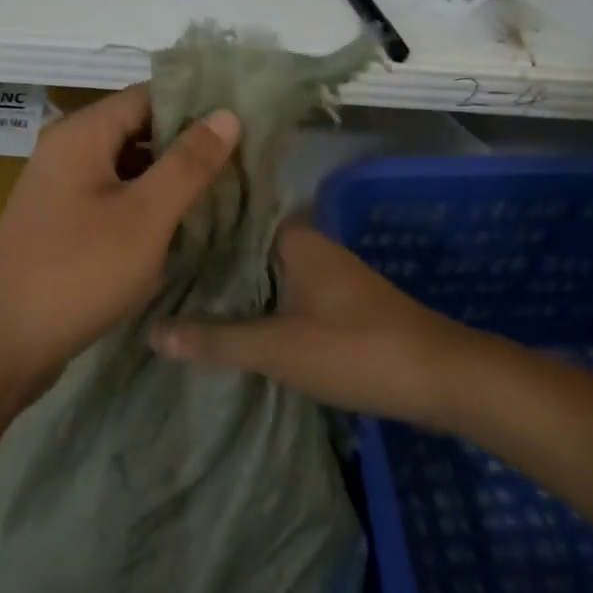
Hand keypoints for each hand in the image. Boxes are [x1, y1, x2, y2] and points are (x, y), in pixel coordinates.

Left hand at [0, 84, 240, 399]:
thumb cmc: (78, 272)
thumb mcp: (145, 216)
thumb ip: (188, 163)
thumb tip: (227, 114)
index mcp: (83, 133)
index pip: (149, 96)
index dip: (196, 105)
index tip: (243, 122)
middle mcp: (66, 148)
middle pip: (137, 128)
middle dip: (186, 143)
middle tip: (241, 161)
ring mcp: (59, 186)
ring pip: (126, 165)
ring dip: (167, 175)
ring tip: (220, 190)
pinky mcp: (60, 220)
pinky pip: (111, 194)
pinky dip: (144, 201)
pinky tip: (178, 222)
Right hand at [148, 220, 469, 429]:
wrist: (440, 378)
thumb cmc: (356, 349)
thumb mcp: (278, 348)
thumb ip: (216, 339)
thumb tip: (151, 331)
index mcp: (294, 237)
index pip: (232, 214)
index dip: (193, 223)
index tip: (152, 232)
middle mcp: (309, 244)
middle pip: (245, 244)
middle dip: (206, 257)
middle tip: (153, 267)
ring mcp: (325, 273)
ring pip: (264, 269)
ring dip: (231, 282)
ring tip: (177, 292)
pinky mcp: (335, 301)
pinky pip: (282, 290)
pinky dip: (255, 300)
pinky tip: (226, 319)